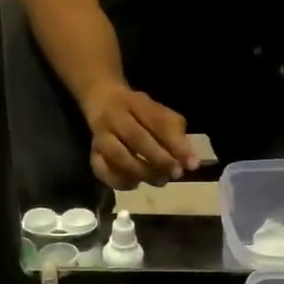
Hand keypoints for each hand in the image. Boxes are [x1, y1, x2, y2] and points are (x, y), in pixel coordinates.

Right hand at [81, 83, 198, 189]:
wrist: (101, 100)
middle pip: (136, 138)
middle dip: (159, 159)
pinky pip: (102, 171)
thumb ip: (175, 134)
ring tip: (159, 180)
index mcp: (136, 103)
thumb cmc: (138, 111)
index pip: (158, 122)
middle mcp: (114, 117)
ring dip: (141, 172)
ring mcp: (100, 136)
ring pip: (118, 156)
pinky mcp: (92, 154)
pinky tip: (136, 183)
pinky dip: (120, 181)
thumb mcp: (159, 113)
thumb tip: (190, 163)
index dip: (176, 144)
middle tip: (175, 174)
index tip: (192, 164)